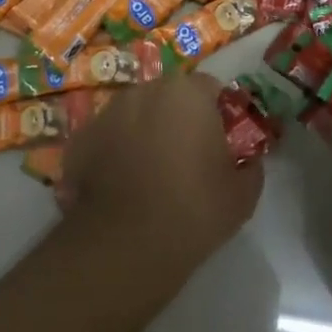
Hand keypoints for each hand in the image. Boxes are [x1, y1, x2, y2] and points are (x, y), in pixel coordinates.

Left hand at [59, 73, 263, 277]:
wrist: (126, 243)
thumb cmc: (193, 209)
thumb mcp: (243, 194)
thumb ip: (251, 166)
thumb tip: (249, 160)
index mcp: (187, 93)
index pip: (211, 87)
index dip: (218, 112)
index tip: (221, 141)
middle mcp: (145, 91)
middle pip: (169, 95)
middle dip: (179, 117)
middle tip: (187, 155)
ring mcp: (107, 112)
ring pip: (135, 113)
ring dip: (145, 130)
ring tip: (150, 170)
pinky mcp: (80, 138)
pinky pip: (108, 136)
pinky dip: (115, 150)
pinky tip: (121, 182)